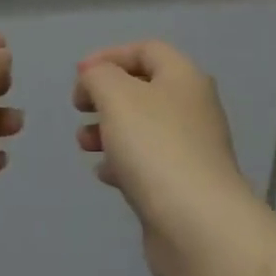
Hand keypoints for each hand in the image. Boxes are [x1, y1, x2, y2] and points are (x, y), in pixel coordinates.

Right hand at [72, 41, 255, 275]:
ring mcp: (191, 148)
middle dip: (105, 96)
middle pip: (144, 88)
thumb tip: (95, 79)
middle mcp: (193, 108)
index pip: (147, 50)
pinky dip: (123, 162)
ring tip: (84, 144)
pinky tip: (105, 175)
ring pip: (143, 127)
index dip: (109, 56)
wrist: (198, 226)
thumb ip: (99, 76)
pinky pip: (147, 162)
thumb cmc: (155, 147)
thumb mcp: (117, 96)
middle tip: (79, 109)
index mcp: (184, 77)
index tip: (78, 76)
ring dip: (109, 129)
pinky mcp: (183, 185)